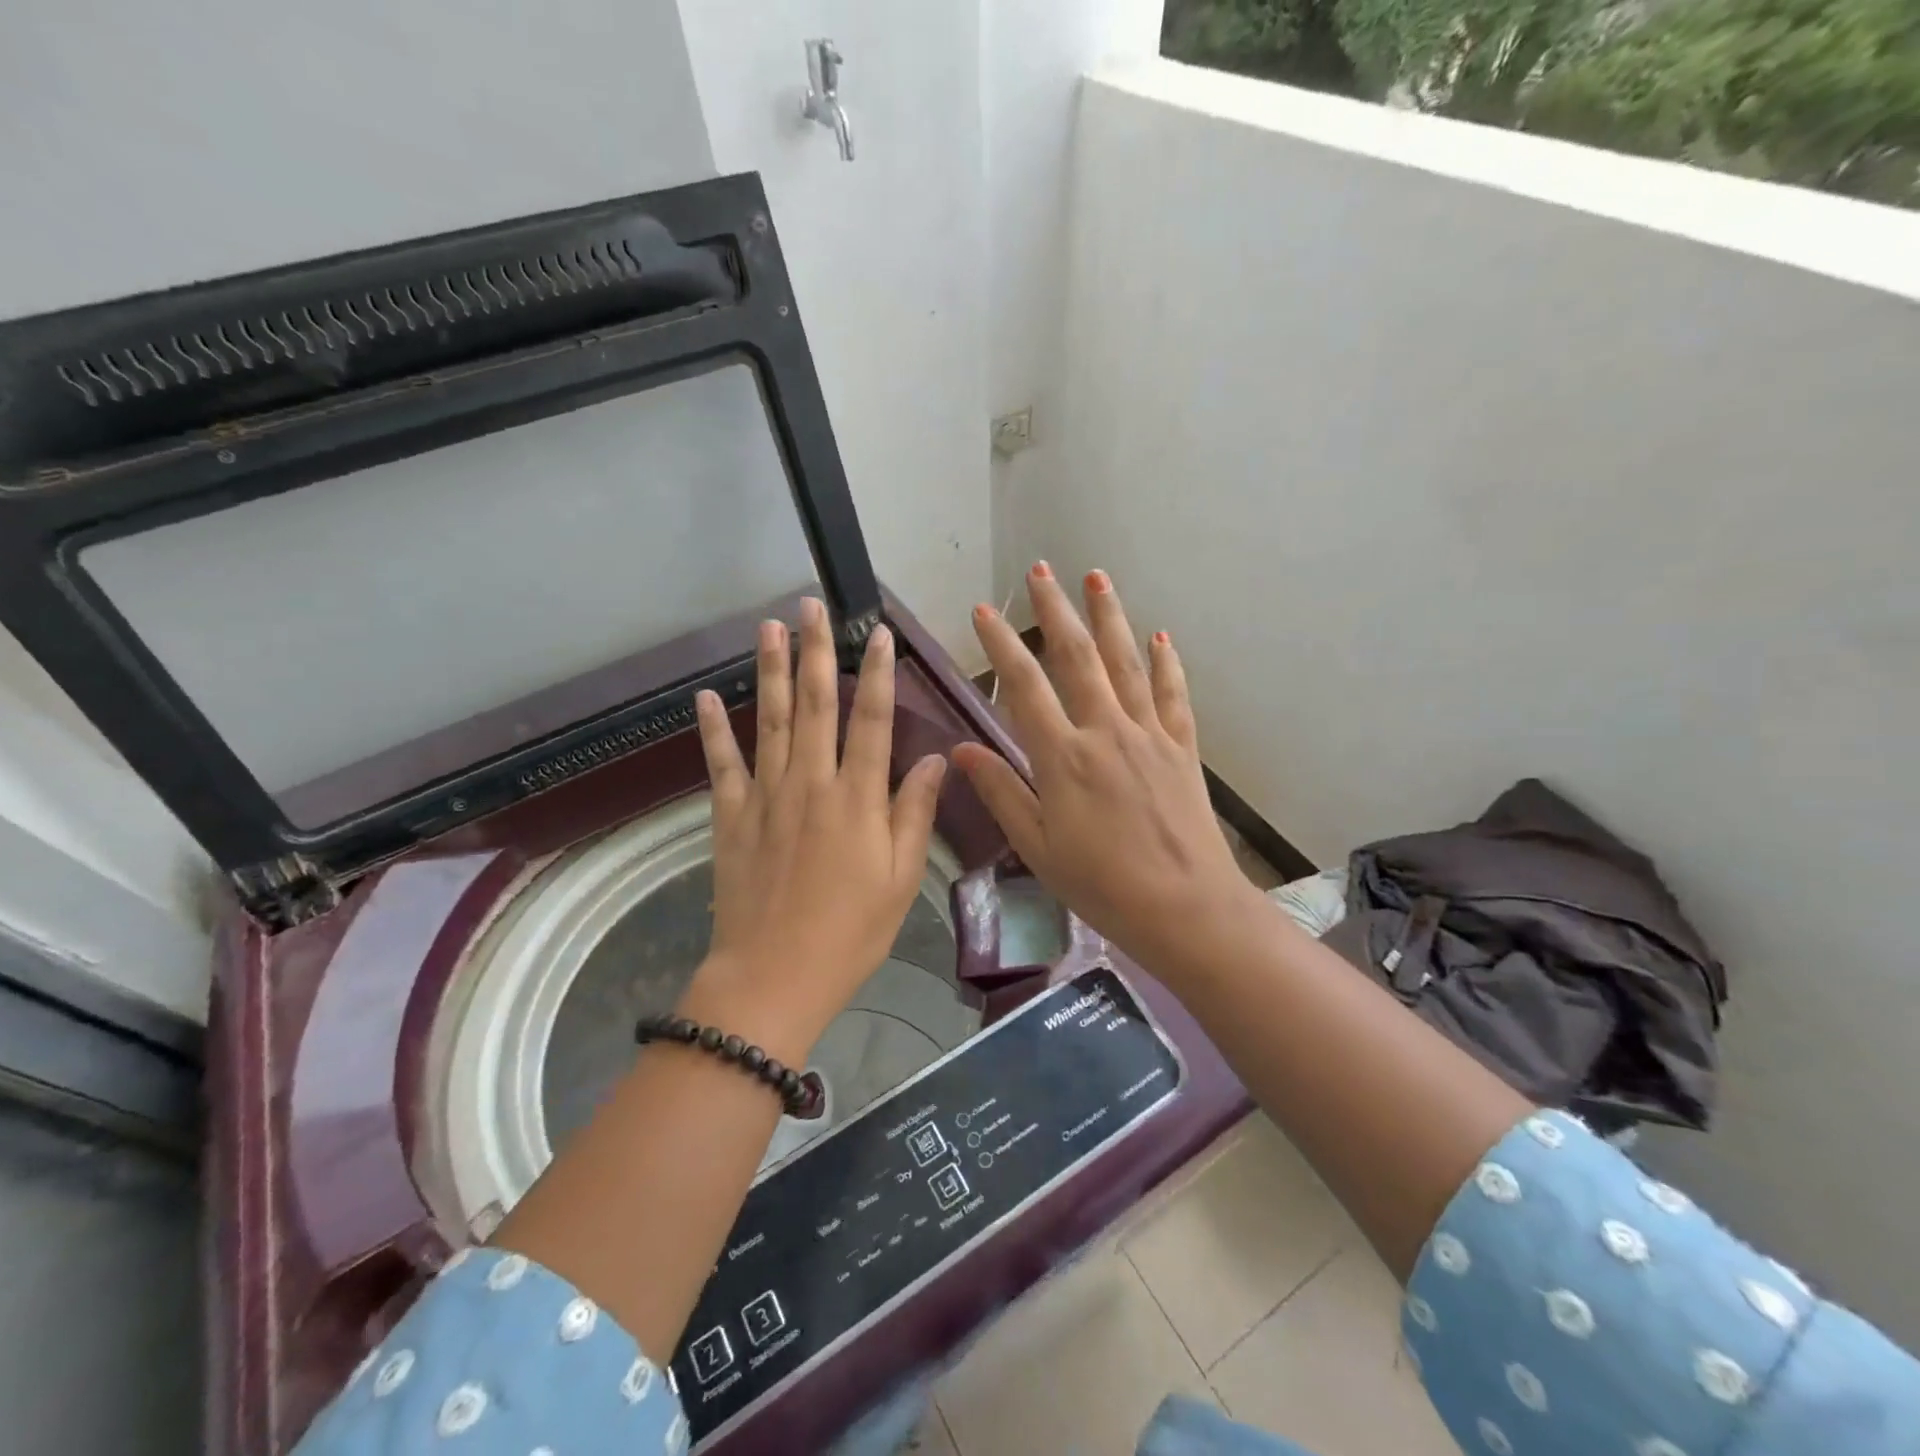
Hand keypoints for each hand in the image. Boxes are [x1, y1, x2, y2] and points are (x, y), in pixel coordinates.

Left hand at [680, 597, 947, 1064]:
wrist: (773, 976)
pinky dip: (712, 728)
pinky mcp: (731, 816)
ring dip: (768, 670)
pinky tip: (704, 695)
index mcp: (857, 798)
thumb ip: (914, 812)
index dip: (877, 673)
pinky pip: (721, 763)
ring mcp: (766, 795)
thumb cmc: (850, 932)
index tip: (878, 633)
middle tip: (811, 605)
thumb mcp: (900, 878)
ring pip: (768, 720)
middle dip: (815, 651)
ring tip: (768, 626)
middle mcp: (811, 783)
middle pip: (814, 705)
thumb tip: (937, 759)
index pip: (871, 720)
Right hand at [952, 564, 1263, 979]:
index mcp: (1062, 757)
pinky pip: (1172, 695)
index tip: (984, 610)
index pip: (1023, 686)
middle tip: (1041, 569)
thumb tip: (961, 748)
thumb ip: (1000, 791)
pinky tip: (1160, 636)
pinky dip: (1165, 663)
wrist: (1185, 907)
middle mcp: (1105, 731)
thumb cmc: (1101, 884)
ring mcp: (1148, 735)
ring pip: (1125, 663)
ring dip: (1109, 617)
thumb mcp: (1037, 846)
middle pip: (1077, 658)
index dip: (1001, 644)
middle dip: (1055, 610)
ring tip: (1096, 577)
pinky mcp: (1181, 748)